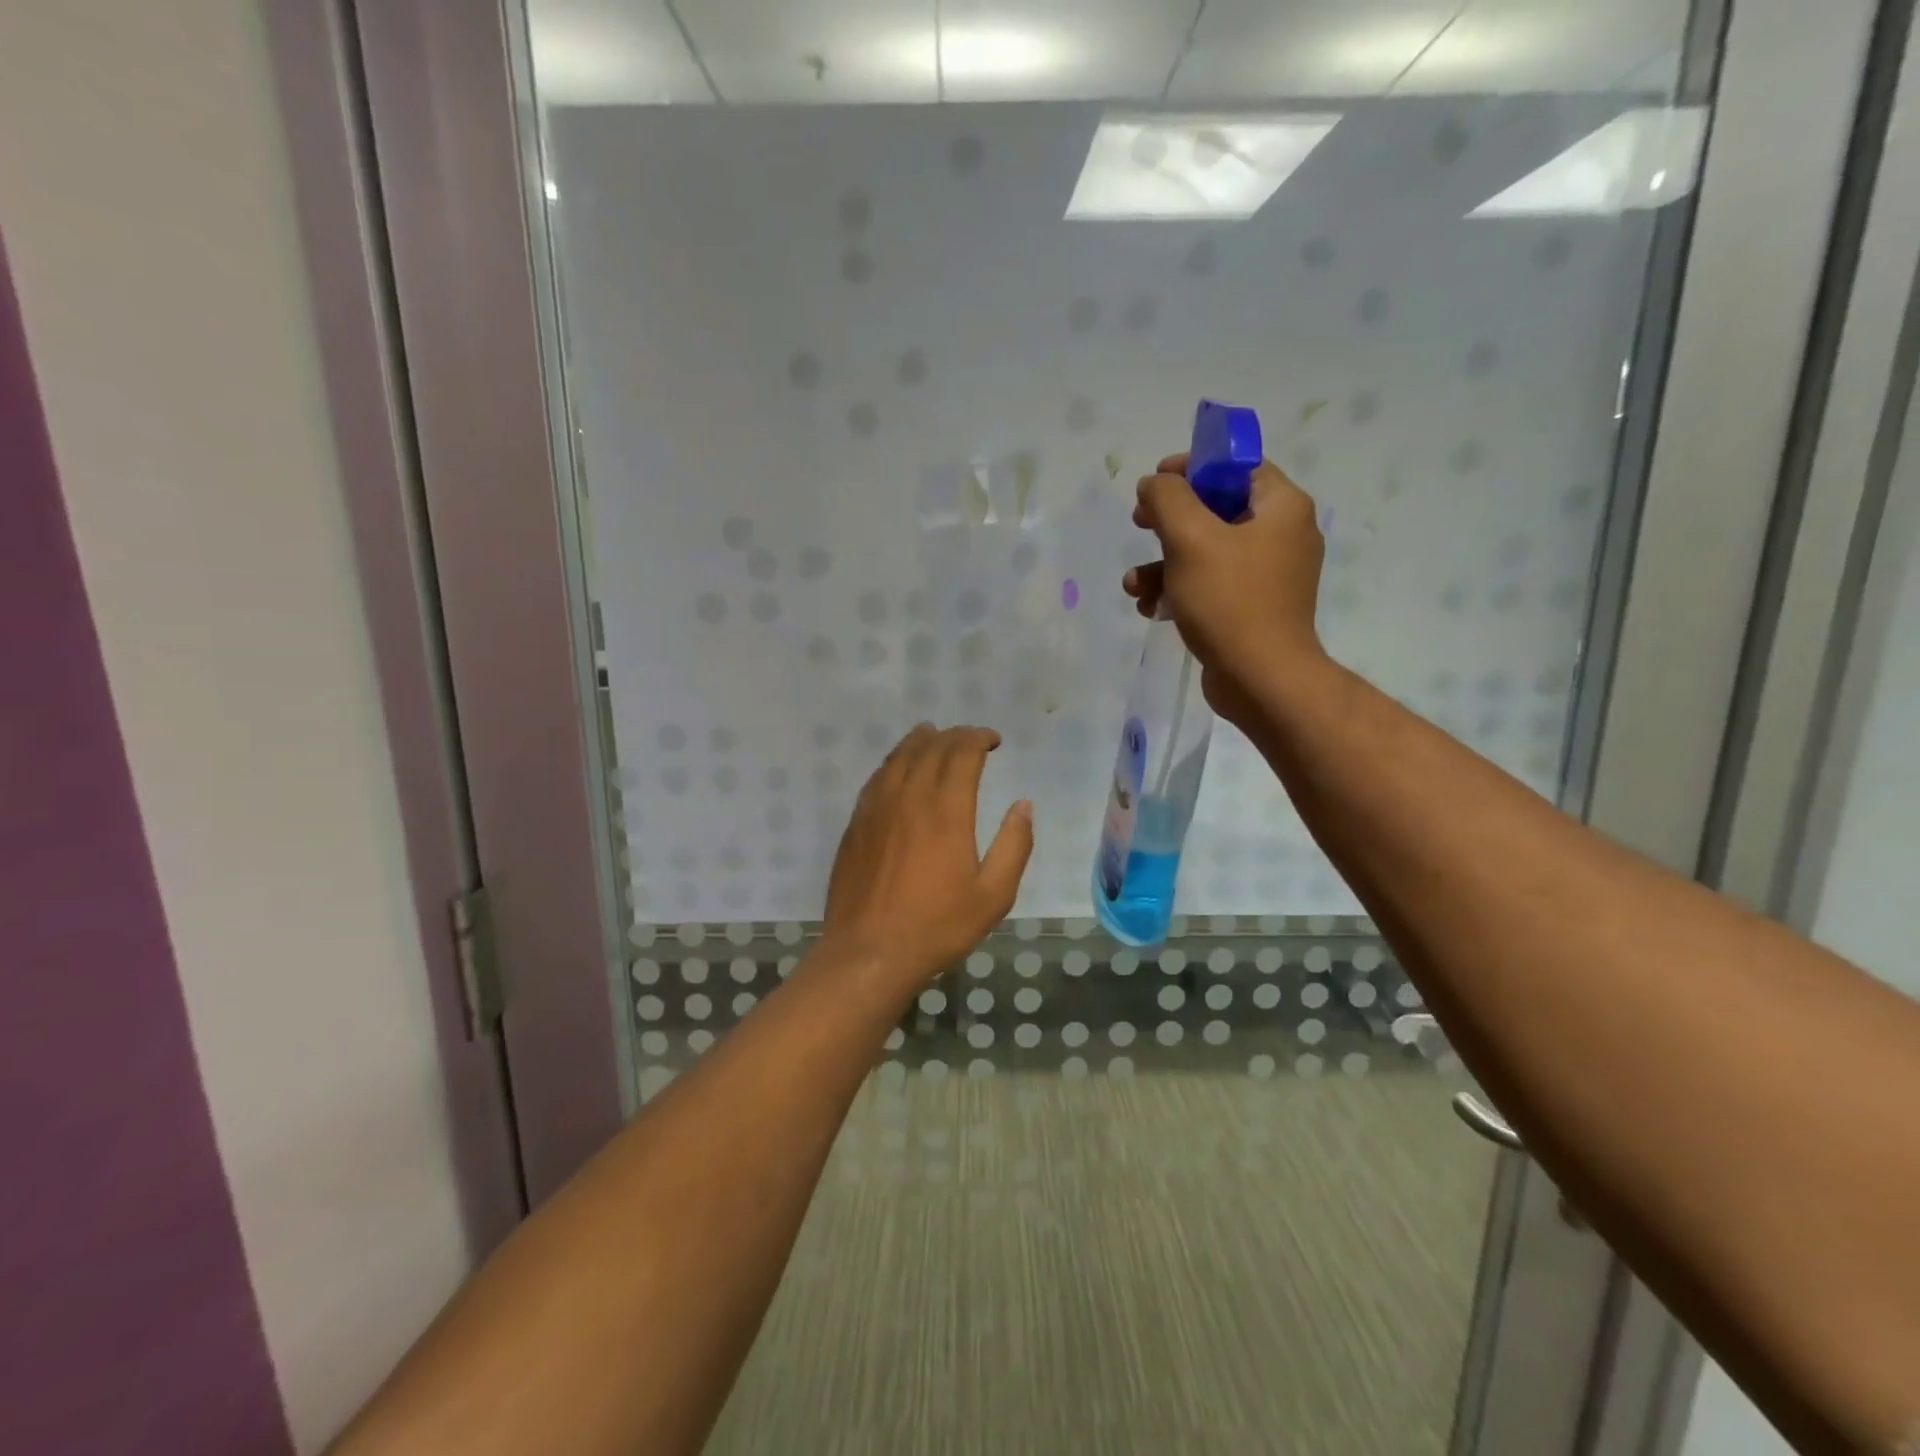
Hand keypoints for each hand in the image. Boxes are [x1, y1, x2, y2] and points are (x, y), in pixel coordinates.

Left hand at [821, 725, 1033, 989]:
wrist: (869, 953)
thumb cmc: (937, 927)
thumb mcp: (994, 895)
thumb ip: (1014, 845)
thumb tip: (1023, 805)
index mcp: (946, 811)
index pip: (962, 754)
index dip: (979, 738)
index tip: (993, 740)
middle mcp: (909, 798)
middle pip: (930, 748)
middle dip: (954, 736)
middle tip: (970, 740)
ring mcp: (876, 809)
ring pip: (898, 757)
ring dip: (920, 741)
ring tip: (933, 735)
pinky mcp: (856, 824)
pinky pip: (876, 778)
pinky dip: (893, 762)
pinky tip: (898, 768)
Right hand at [1123, 453, 1325, 723]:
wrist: (1261, 680)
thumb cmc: (1229, 601)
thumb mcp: (1190, 538)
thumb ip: (1167, 498)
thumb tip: (1155, 484)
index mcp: (1281, 507)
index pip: (1236, 466)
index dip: (1192, 467)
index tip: (1154, 482)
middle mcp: (1282, 535)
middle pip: (1216, 509)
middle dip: (1169, 521)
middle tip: (1139, 525)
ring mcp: (1268, 576)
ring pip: (1206, 552)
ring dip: (1163, 564)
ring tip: (1133, 586)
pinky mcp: (1252, 609)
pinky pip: (1210, 585)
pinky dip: (1179, 591)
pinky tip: (1149, 609)